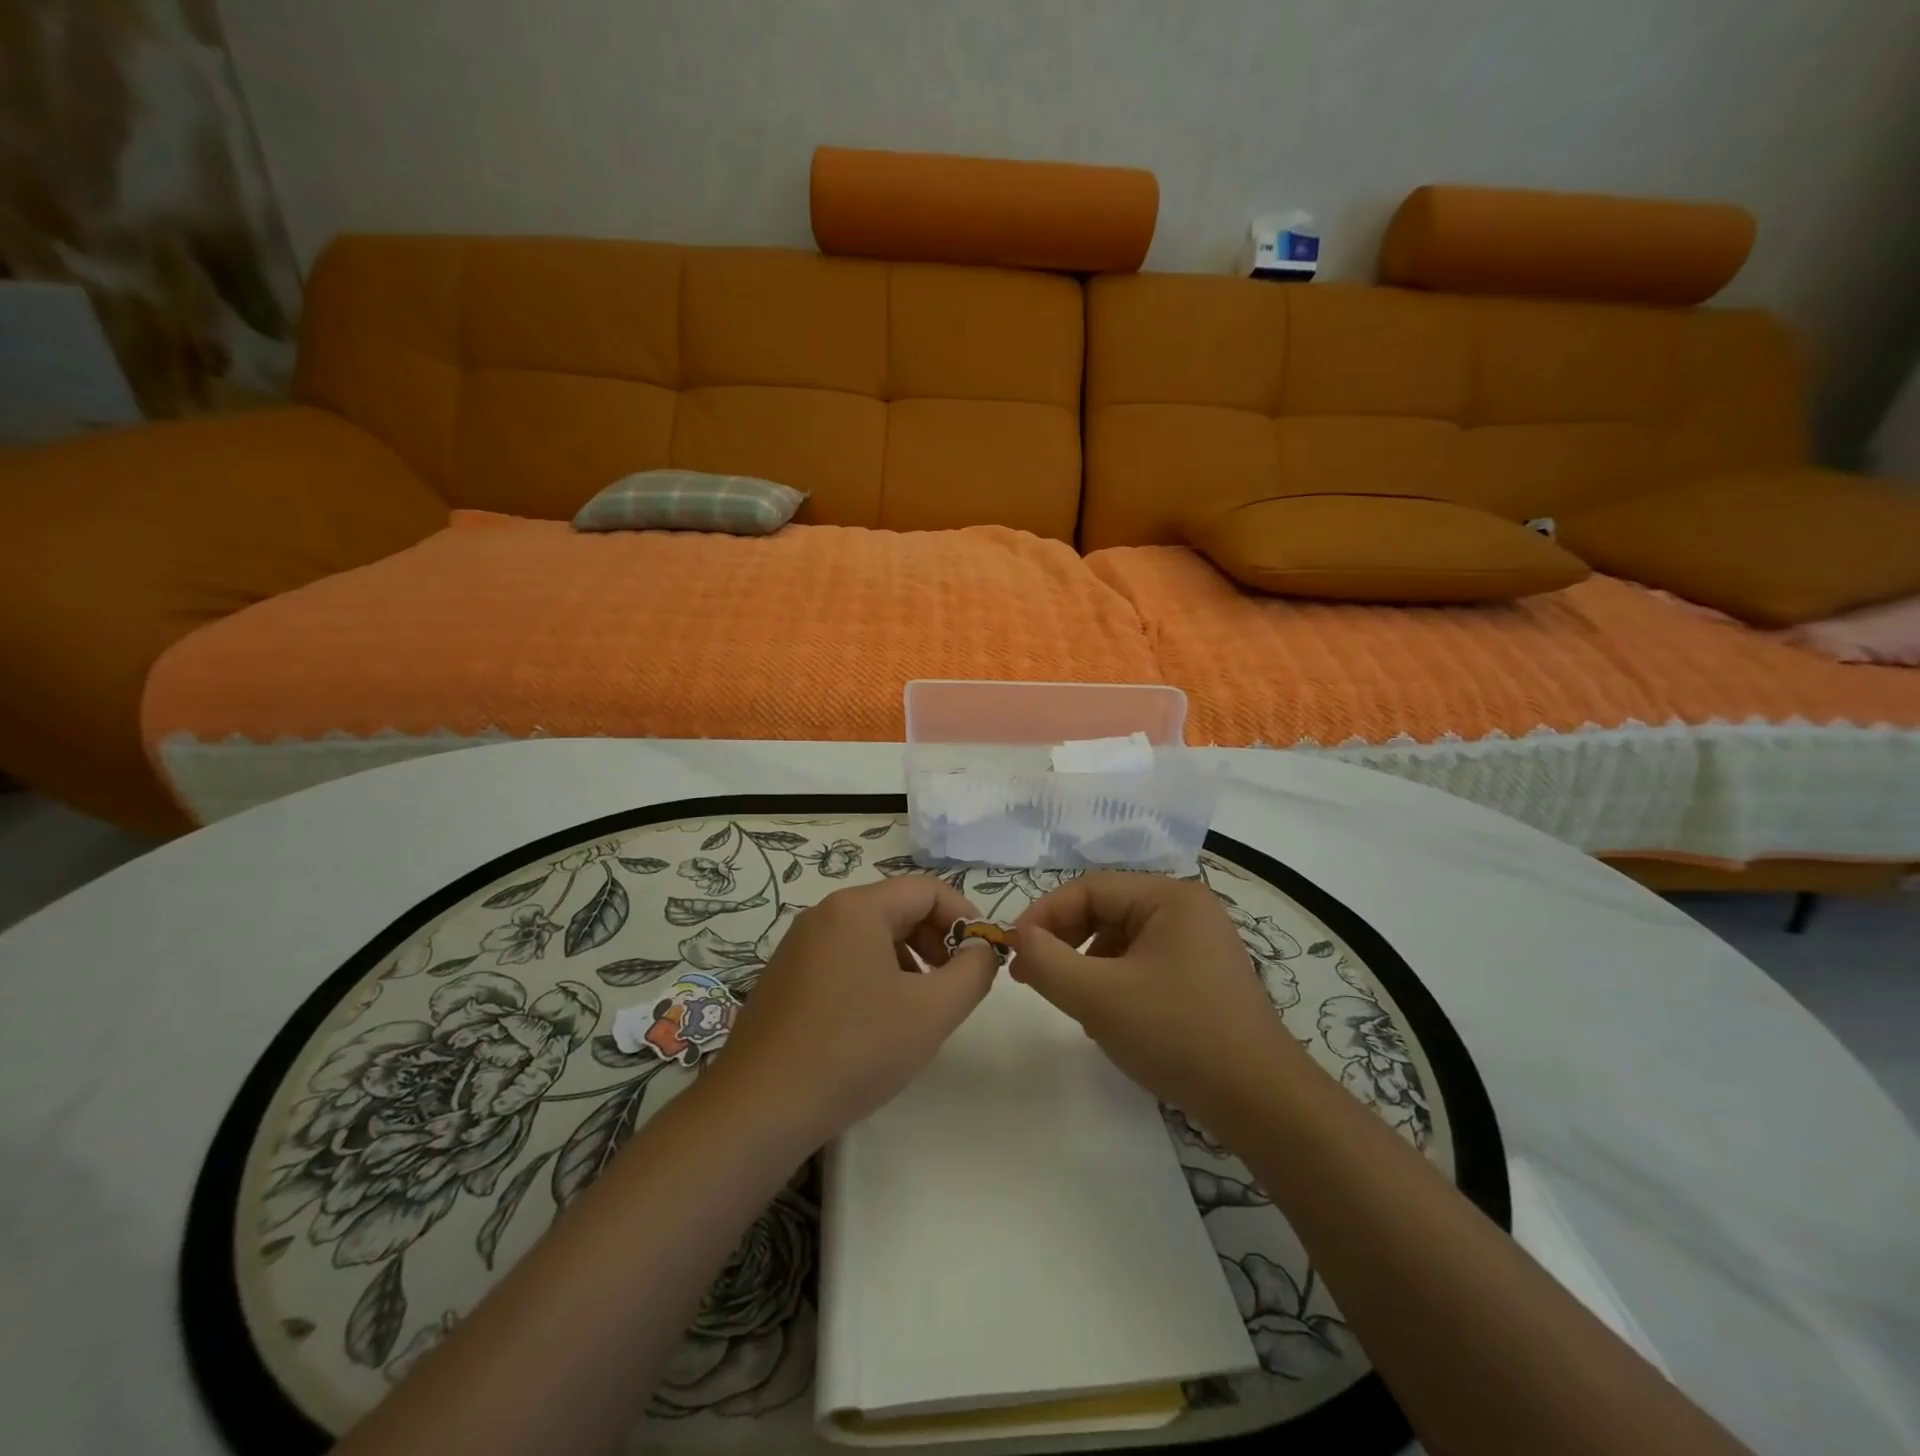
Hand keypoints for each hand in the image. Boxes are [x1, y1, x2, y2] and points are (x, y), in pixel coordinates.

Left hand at [704, 877, 996, 1148]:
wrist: (760, 1109)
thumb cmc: (855, 1050)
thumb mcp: (932, 1012)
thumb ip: (973, 972)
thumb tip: (983, 949)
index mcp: (857, 908)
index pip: (927, 890)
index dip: (965, 918)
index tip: (983, 957)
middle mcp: (824, 914)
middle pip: (898, 908)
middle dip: (937, 940)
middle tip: (955, 984)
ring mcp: (799, 945)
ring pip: (871, 935)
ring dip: (908, 960)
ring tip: (919, 1007)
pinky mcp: (785, 977)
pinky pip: (844, 958)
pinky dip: (875, 976)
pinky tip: (878, 1023)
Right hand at [1013, 872, 1302, 1130]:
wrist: (1262, 1103)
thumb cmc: (1177, 1034)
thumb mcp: (1099, 997)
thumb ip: (1047, 962)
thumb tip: (1017, 939)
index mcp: (1169, 897)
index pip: (1088, 888)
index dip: (1044, 915)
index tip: (1013, 950)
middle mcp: (1186, 910)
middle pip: (1105, 910)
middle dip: (1065, 941)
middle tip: (1031, 975)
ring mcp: (1198, 944)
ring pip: (1120, 940)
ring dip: (1086, 964)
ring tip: (1070, 1000)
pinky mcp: (1201, 977)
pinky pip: (1141, 963)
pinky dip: (1113, 982)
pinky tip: (1107, 1017)